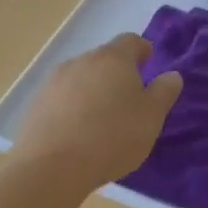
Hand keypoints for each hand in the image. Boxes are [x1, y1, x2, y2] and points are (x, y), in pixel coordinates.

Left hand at [10, 33, 183, 189]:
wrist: (51, 167)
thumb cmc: (112, 136)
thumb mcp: (151, 117)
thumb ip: (164, 91)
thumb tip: (171, 75)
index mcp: (113, 58)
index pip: (131, 41)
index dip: (142, 49)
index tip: (148, 62)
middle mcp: (81, 61)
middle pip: (104, 58)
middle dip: (117, 72)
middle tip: (129, 98)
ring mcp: (54, 82)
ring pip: (81, 78)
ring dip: (93, 90)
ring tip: (102, 118)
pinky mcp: (36, 104)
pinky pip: (62, 98)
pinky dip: (73, 107)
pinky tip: (78, 132)